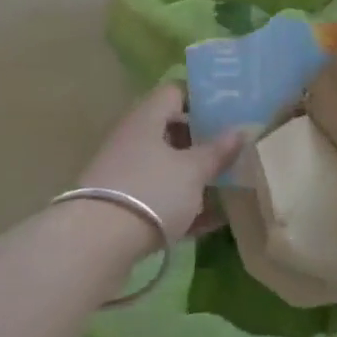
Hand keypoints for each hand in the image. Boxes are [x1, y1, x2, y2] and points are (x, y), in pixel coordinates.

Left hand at [75, 84, 244, 241]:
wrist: (96, 243)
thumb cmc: (151, 191)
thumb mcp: (193, 171)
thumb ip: (218, 151)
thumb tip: (240, 131)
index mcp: (147, 119)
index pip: (175, 93)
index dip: (202, 99)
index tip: (230, 112)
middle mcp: (133, 139)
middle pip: (172, 131)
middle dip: (203, 142)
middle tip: (235, 151)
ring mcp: (126, 174)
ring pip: (167, 167)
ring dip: (195, 176)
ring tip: (230, 186)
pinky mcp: (123, 206)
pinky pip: (160, 197)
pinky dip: (184, 205)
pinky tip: (213, 221)